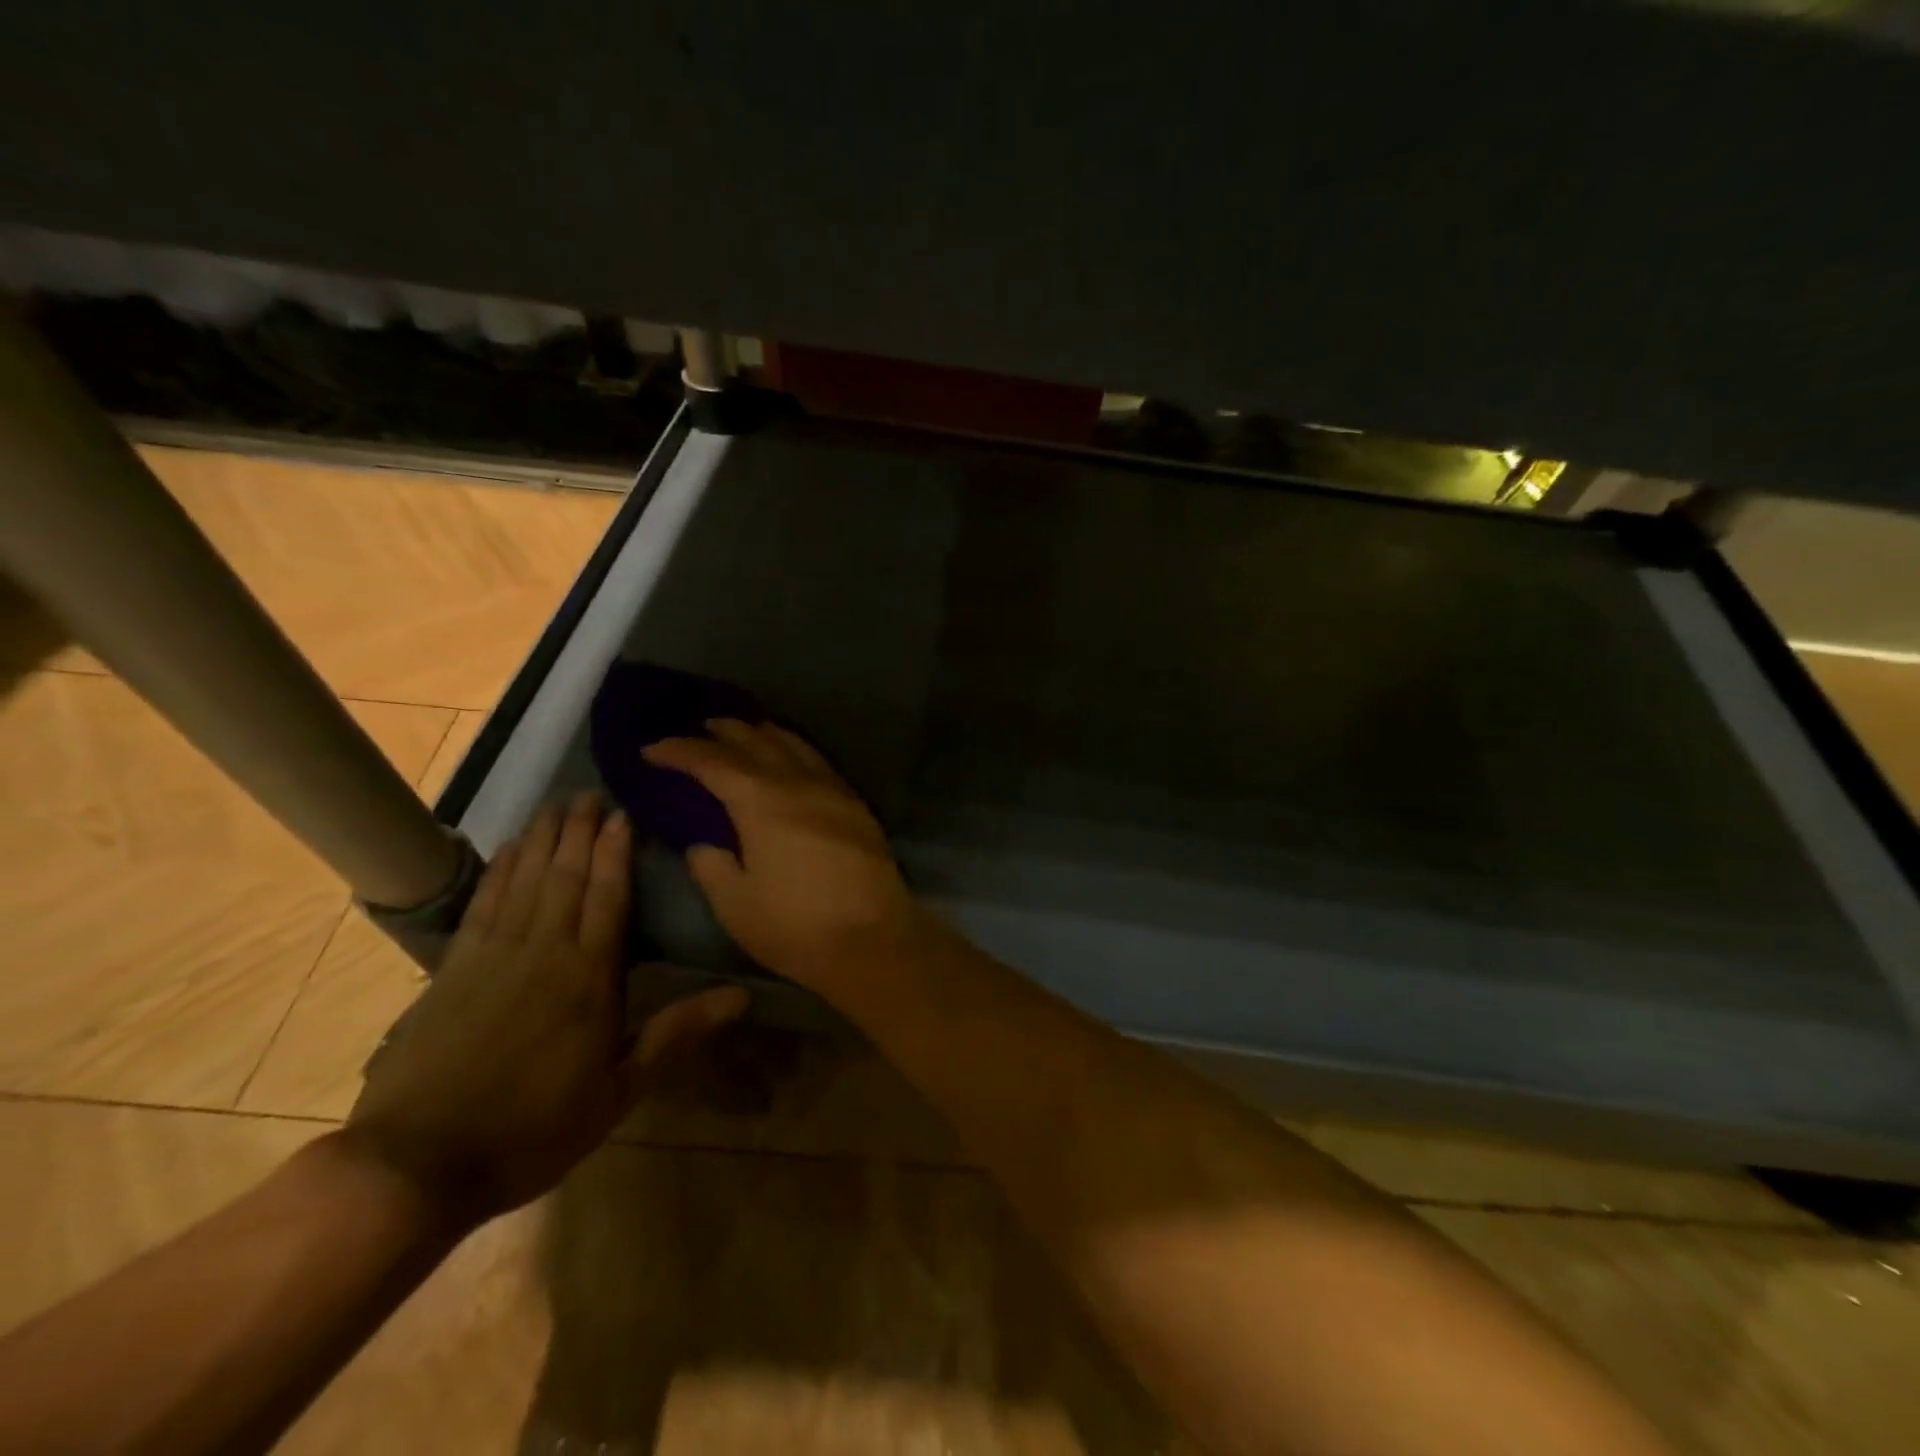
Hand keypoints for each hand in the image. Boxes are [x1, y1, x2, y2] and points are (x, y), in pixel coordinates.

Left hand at [346, 793, 746, 1226]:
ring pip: (524, 880)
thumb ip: (677, 1032)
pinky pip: (483, 904)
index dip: (616, 852)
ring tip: (555, 805)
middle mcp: (542, 951)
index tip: (623, 813)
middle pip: (565, 875)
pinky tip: (506, 851)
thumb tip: (742, 996)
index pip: (608, 897)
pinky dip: (498, 871)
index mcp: (588, 977)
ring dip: (541, 839)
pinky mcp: (452, 970)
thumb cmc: (533, 1128)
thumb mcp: (619, 1090)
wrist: (415, 1164)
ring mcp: (492, 956)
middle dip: (579, 831)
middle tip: (590, 792)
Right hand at [642, 720, 924, 993]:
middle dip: (724, 732)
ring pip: (794, 745)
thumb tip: (703, 845)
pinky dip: (796, 750)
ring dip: (764, 733)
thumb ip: (712, 867)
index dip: (680, 752)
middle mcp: (799, 784)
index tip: (652, 749)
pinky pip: (820, 762)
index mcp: (762, 803)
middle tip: (698, 728)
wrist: (874, 940)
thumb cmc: (796, 927)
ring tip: (745, 731)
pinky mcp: (857, 806)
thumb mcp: (736, 905)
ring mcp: (834, 791)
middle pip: (757, 742)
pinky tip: (792, 759)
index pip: (713, 763)